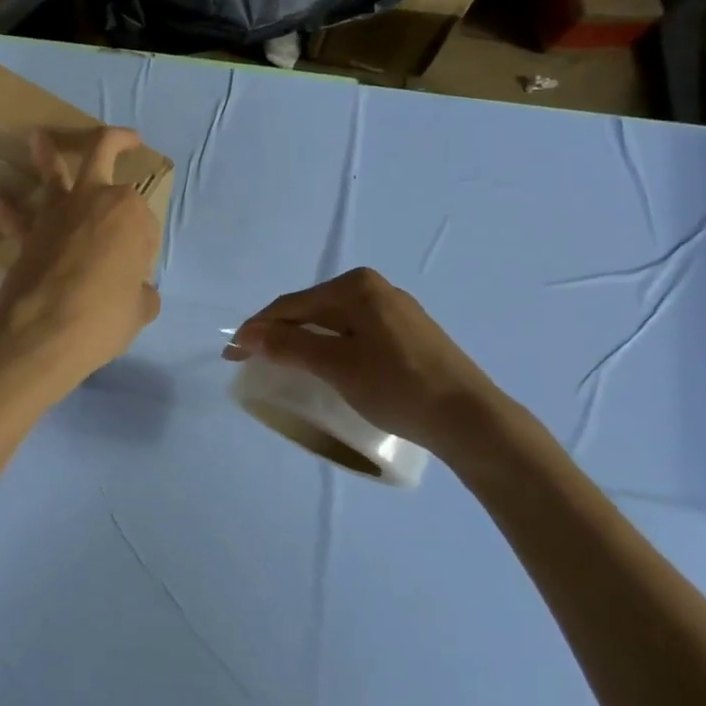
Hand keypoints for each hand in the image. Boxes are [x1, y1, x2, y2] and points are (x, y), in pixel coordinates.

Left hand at [0, 127, 161, 400]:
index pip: (144, 222)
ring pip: (53, 172)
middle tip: (128, 139)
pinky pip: (16, 218)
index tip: (139, 273)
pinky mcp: (28, 233)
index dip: (144, 247)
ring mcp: (58, 213)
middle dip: (117, 141)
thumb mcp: (139, 310)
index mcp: (130, 213)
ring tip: (37, 137)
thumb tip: (140, 294)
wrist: (45, 329)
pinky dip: (4, 209)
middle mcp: (95, 200)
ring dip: (46, 154)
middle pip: (104, 154)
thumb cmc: (105, 315)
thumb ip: (141, 295)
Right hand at [225, 269, 509, 455]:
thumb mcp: (337, 367)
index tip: (232, 353)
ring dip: (303, 341)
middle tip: (251, 359)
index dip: (257, 328)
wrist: (472, 419)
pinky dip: (330, 346)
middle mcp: (375, 288)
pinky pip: (354, 333)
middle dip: (279, 333)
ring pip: (333, 322)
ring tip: (281, 363)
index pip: (292, 305)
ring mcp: (395, 310)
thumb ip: (290, 346)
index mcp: (356, 287)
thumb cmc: (399, 386)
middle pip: (311, 310)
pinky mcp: (408, 333)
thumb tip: (249, 335)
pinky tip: (324, 365)